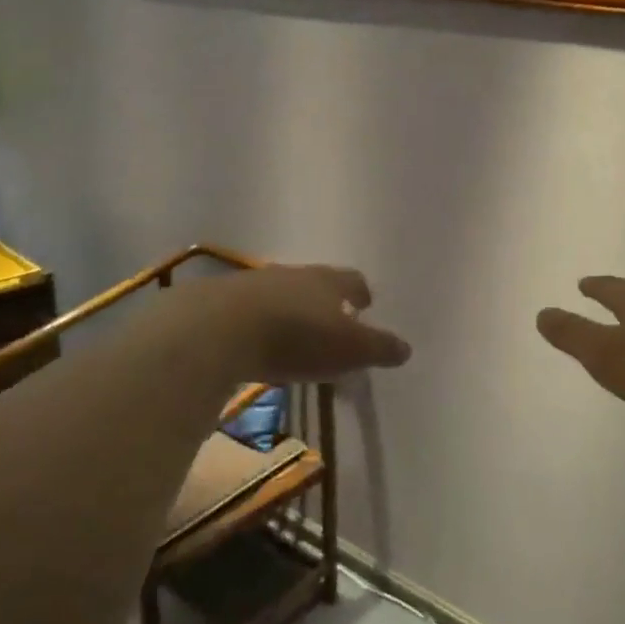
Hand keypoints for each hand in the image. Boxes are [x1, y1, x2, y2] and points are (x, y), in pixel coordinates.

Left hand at [190, 265, 410, 382]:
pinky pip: (247, 310)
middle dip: (324, 300)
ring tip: (293, 334)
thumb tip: (406, 348)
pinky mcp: (219, 302)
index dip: (361, 292)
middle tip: (331, 320)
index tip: (366, 303)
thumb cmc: (297, 337)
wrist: (218, 329)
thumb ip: (378, 348)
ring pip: (279, 293)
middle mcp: (292, 274)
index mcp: (328, 281)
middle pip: (314, 282)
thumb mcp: (349, 349)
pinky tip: (255, 342)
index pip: (352, 280)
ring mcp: (252, 284)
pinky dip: (257, 323)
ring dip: (289, 310)